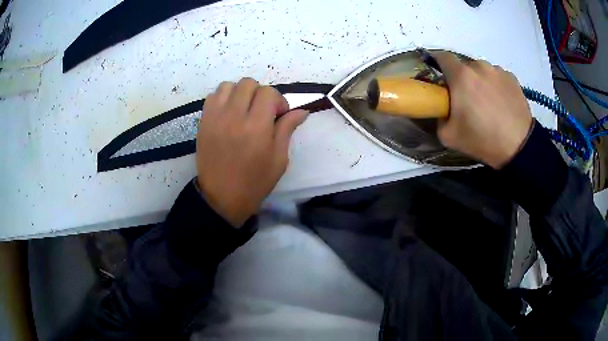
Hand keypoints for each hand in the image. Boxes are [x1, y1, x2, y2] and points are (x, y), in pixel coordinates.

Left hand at [196, 78, 308, 226]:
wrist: (221, 197)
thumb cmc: (255, 182)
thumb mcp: (279, 159)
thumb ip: (287, 130)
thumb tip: (302, 110)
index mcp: (256, 127)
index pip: (268, 92)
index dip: (278, 100)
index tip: (279, 115)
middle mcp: (234, 116)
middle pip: (248, 84)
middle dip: (260, 93)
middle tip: (262, 111)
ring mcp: (215, 117)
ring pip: (229, 85)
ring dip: (240, 93)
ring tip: (244, 109)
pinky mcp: (203, 122)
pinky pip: (213, 96)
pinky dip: (224, 97)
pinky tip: (229, 112)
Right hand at [433, 52, 532, 168]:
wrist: (519, 147)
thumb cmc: (483, 140)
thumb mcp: (448, 136)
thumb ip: (439, 117)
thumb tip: (443, 108)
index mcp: (461, 76)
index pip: (442, 56)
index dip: (436, 62)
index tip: (438, 74)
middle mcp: (479, 66)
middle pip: (464, 66)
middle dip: (461, 79)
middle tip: (466, 99)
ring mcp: (498, 71)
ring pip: (482, 71)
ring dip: (480, 82)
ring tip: (487, 103)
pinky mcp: (512, 78)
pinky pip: (497, 77)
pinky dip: (495, 86)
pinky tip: (501, 104)